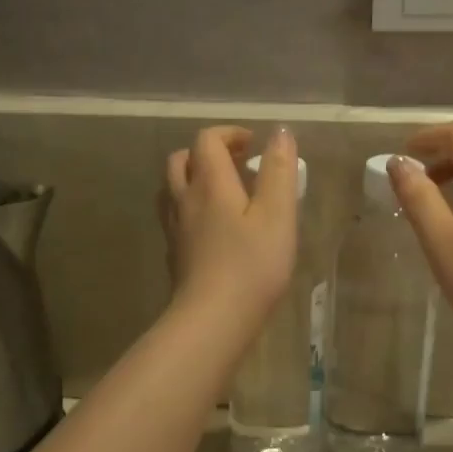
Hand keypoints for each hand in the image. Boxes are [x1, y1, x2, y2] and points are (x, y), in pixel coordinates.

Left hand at [159, 125, 297, 329]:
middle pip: (182, 159)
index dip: (229, 134)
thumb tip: (279, 132)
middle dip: (208, 152)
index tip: (253, 144)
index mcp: (209, 183)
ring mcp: (175, 229)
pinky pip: (176, 216)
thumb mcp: (277, 214)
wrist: (213, 319)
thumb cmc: (252, 265)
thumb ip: (278, 170)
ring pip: (173, 188)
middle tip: (238, 163)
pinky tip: (214, 227)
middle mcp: (185, 199)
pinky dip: (192, 207)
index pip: (207, 140)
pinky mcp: (175, 254)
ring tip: (224, 191)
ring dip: (194, 178)